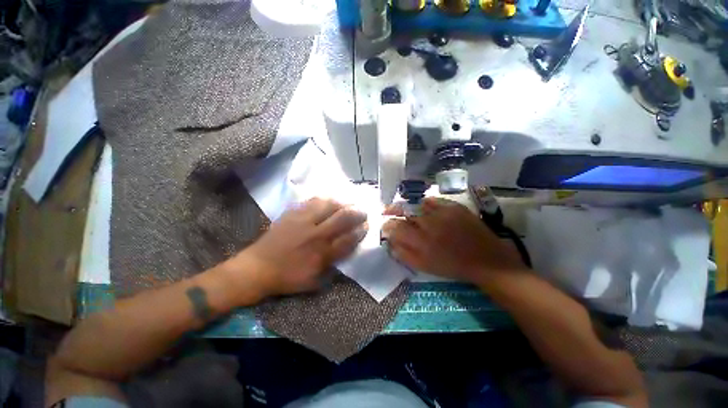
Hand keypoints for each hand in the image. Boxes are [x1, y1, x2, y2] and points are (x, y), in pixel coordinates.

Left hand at [230, 198, 367, 296]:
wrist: (257, 268)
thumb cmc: (286, 277)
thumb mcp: (313, 281)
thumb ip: (332, 266)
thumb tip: (345, 250)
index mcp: (322, 254)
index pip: (348, 239)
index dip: (360, 231)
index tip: (367, 226)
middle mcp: (316, 235)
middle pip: (342, 218)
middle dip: (357, 213)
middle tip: (363, 211)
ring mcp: (303, 222)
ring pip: (329, 206)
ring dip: (343, 203)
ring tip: (349, 202)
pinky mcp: (292, 214)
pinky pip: (312, 201)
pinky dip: (325, 199)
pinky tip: (330, 199)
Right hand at [382, 197, 526, 285]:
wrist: (485, 259)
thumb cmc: (452, 266)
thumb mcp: (424, 266)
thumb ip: (404, 254)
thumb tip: (390, 242)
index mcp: (421, 241)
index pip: (395, 227)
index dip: (387, 225)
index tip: (384, 226)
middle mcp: (429, 223)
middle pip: (403, 210)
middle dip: (391, 210)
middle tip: (386, 211)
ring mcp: (442, 212)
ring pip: (416, 203)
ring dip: (406, 205)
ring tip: (402, 208)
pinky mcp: (454, 207)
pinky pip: (433, 200)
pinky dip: (424, 202)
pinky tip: (422, 206)